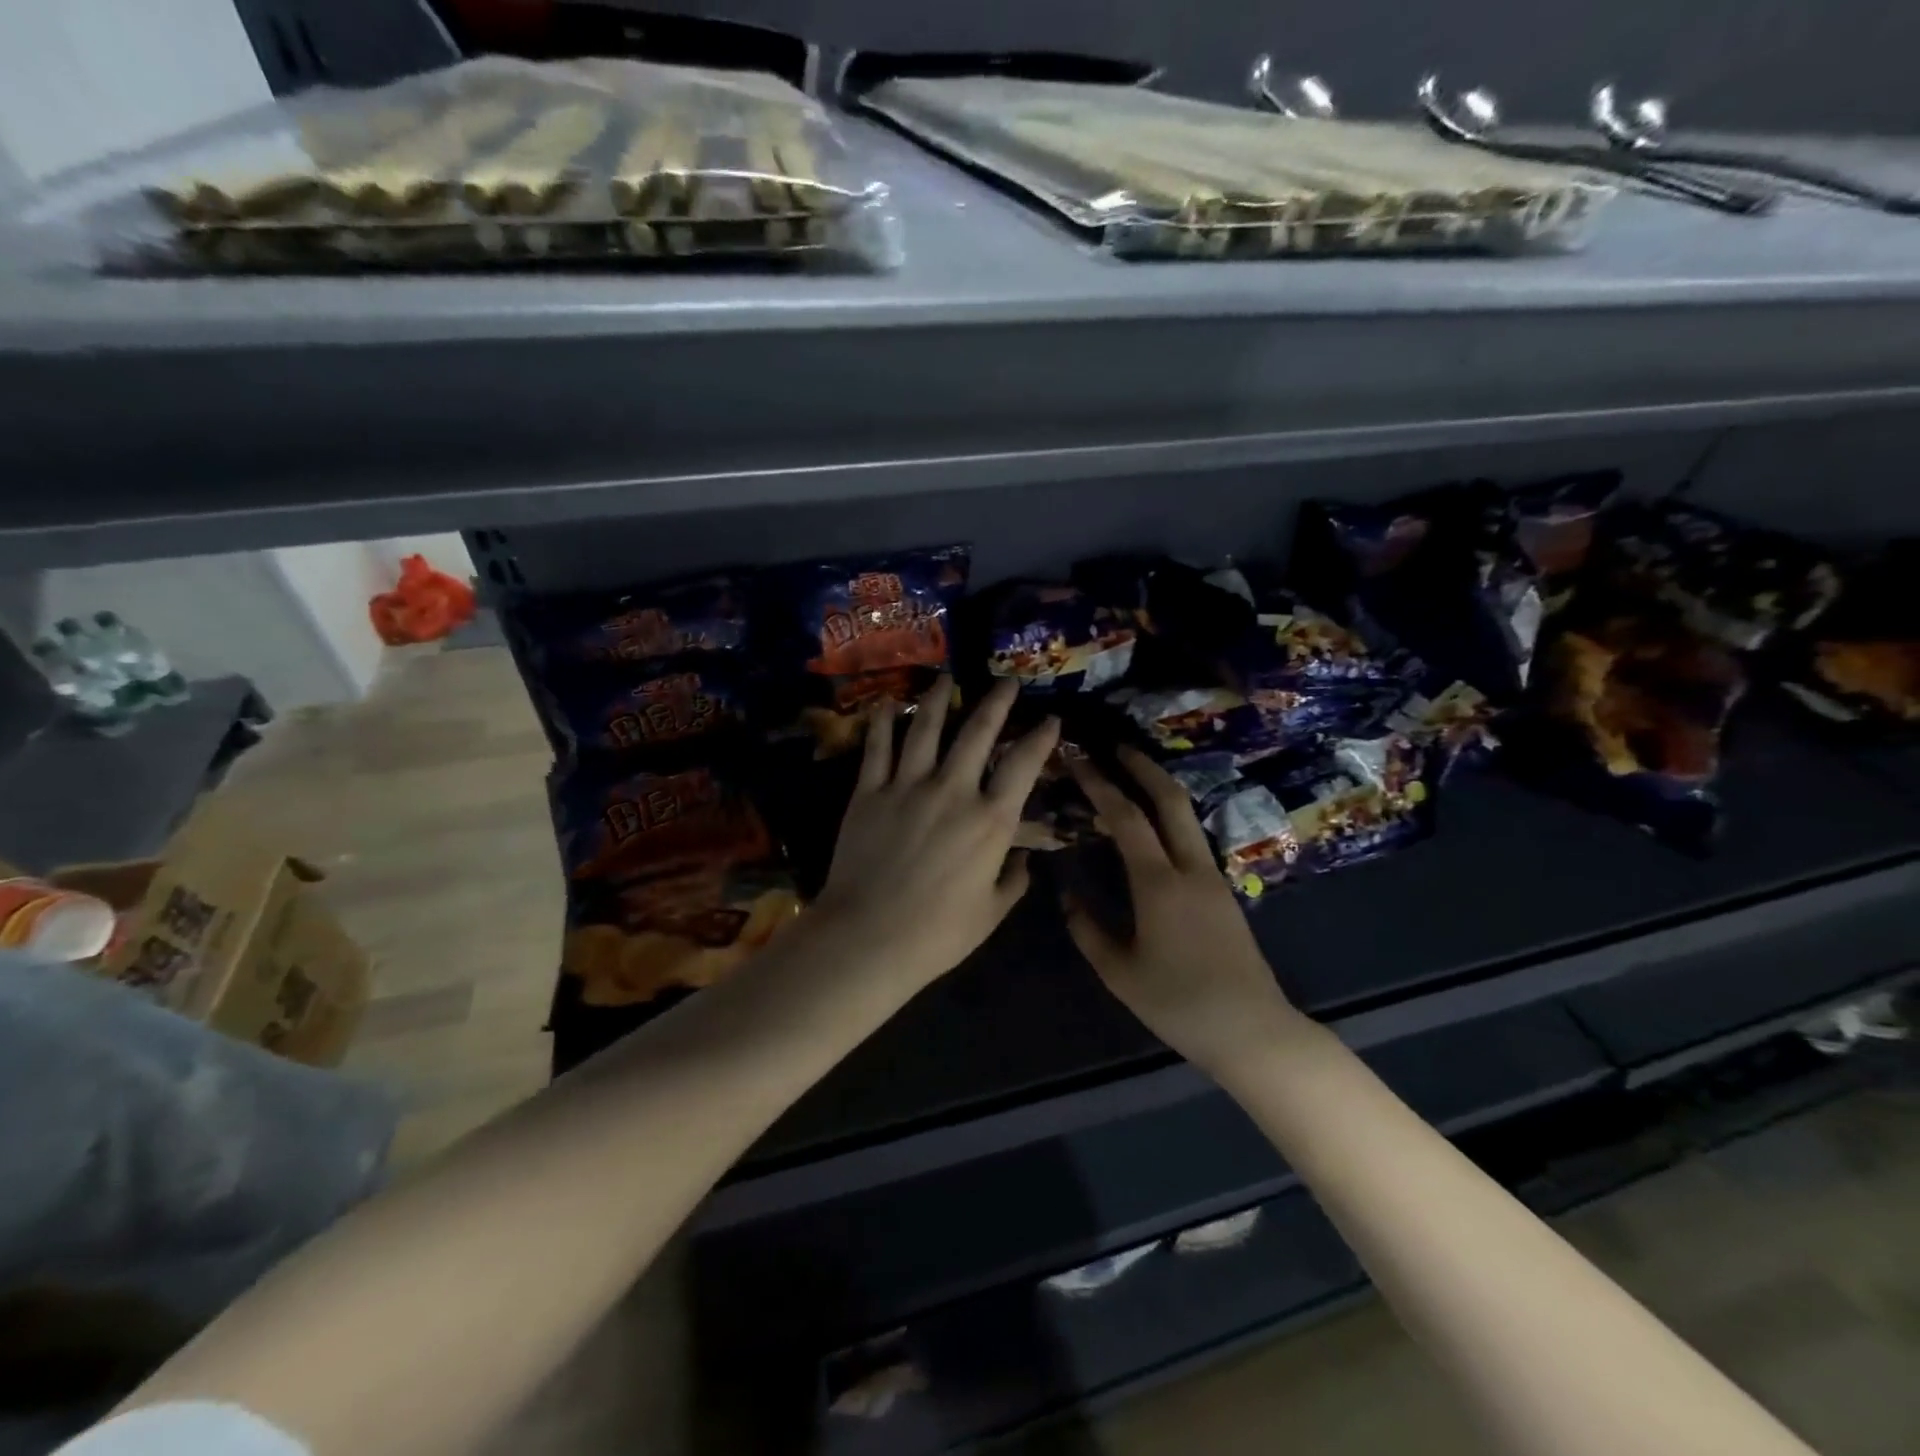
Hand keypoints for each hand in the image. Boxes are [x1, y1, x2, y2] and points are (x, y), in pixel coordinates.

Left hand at [812, 676, 1058, 988]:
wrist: (867, 937)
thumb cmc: (937, 934)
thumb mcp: (991, 913)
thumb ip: (1013, 881)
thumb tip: (1023, 860)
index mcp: (990, 820)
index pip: (1024, 764)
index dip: (1041, 737)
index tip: (1051, 718)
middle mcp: (953, 790)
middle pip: (977, 732)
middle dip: (996, 702)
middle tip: (1005, 683)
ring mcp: (907, 786)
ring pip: (925, 728)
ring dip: (939, 699)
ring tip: (945, 678)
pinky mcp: (869, 792)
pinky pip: (877, 748)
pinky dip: (881, 723)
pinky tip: (886, 704)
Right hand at [1065, 748, 1301, 1073]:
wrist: (1252, 1031)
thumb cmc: (1179, 1004)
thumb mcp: (1120, 973)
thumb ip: (1088, 930)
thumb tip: (1068, 896)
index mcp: (1160, 884)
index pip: (1125, 818)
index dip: (1099, 784)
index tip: (1078, 758)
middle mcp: (1190, 869)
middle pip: (1170, 800)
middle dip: (1142, 767)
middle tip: (1115, 747)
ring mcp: (1213, 878)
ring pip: (1186, 816)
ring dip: (1159, 789)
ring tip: (1130, 778)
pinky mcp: (1223, 892)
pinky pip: (1191, 839)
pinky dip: (1168, 818)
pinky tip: (1151, 827)